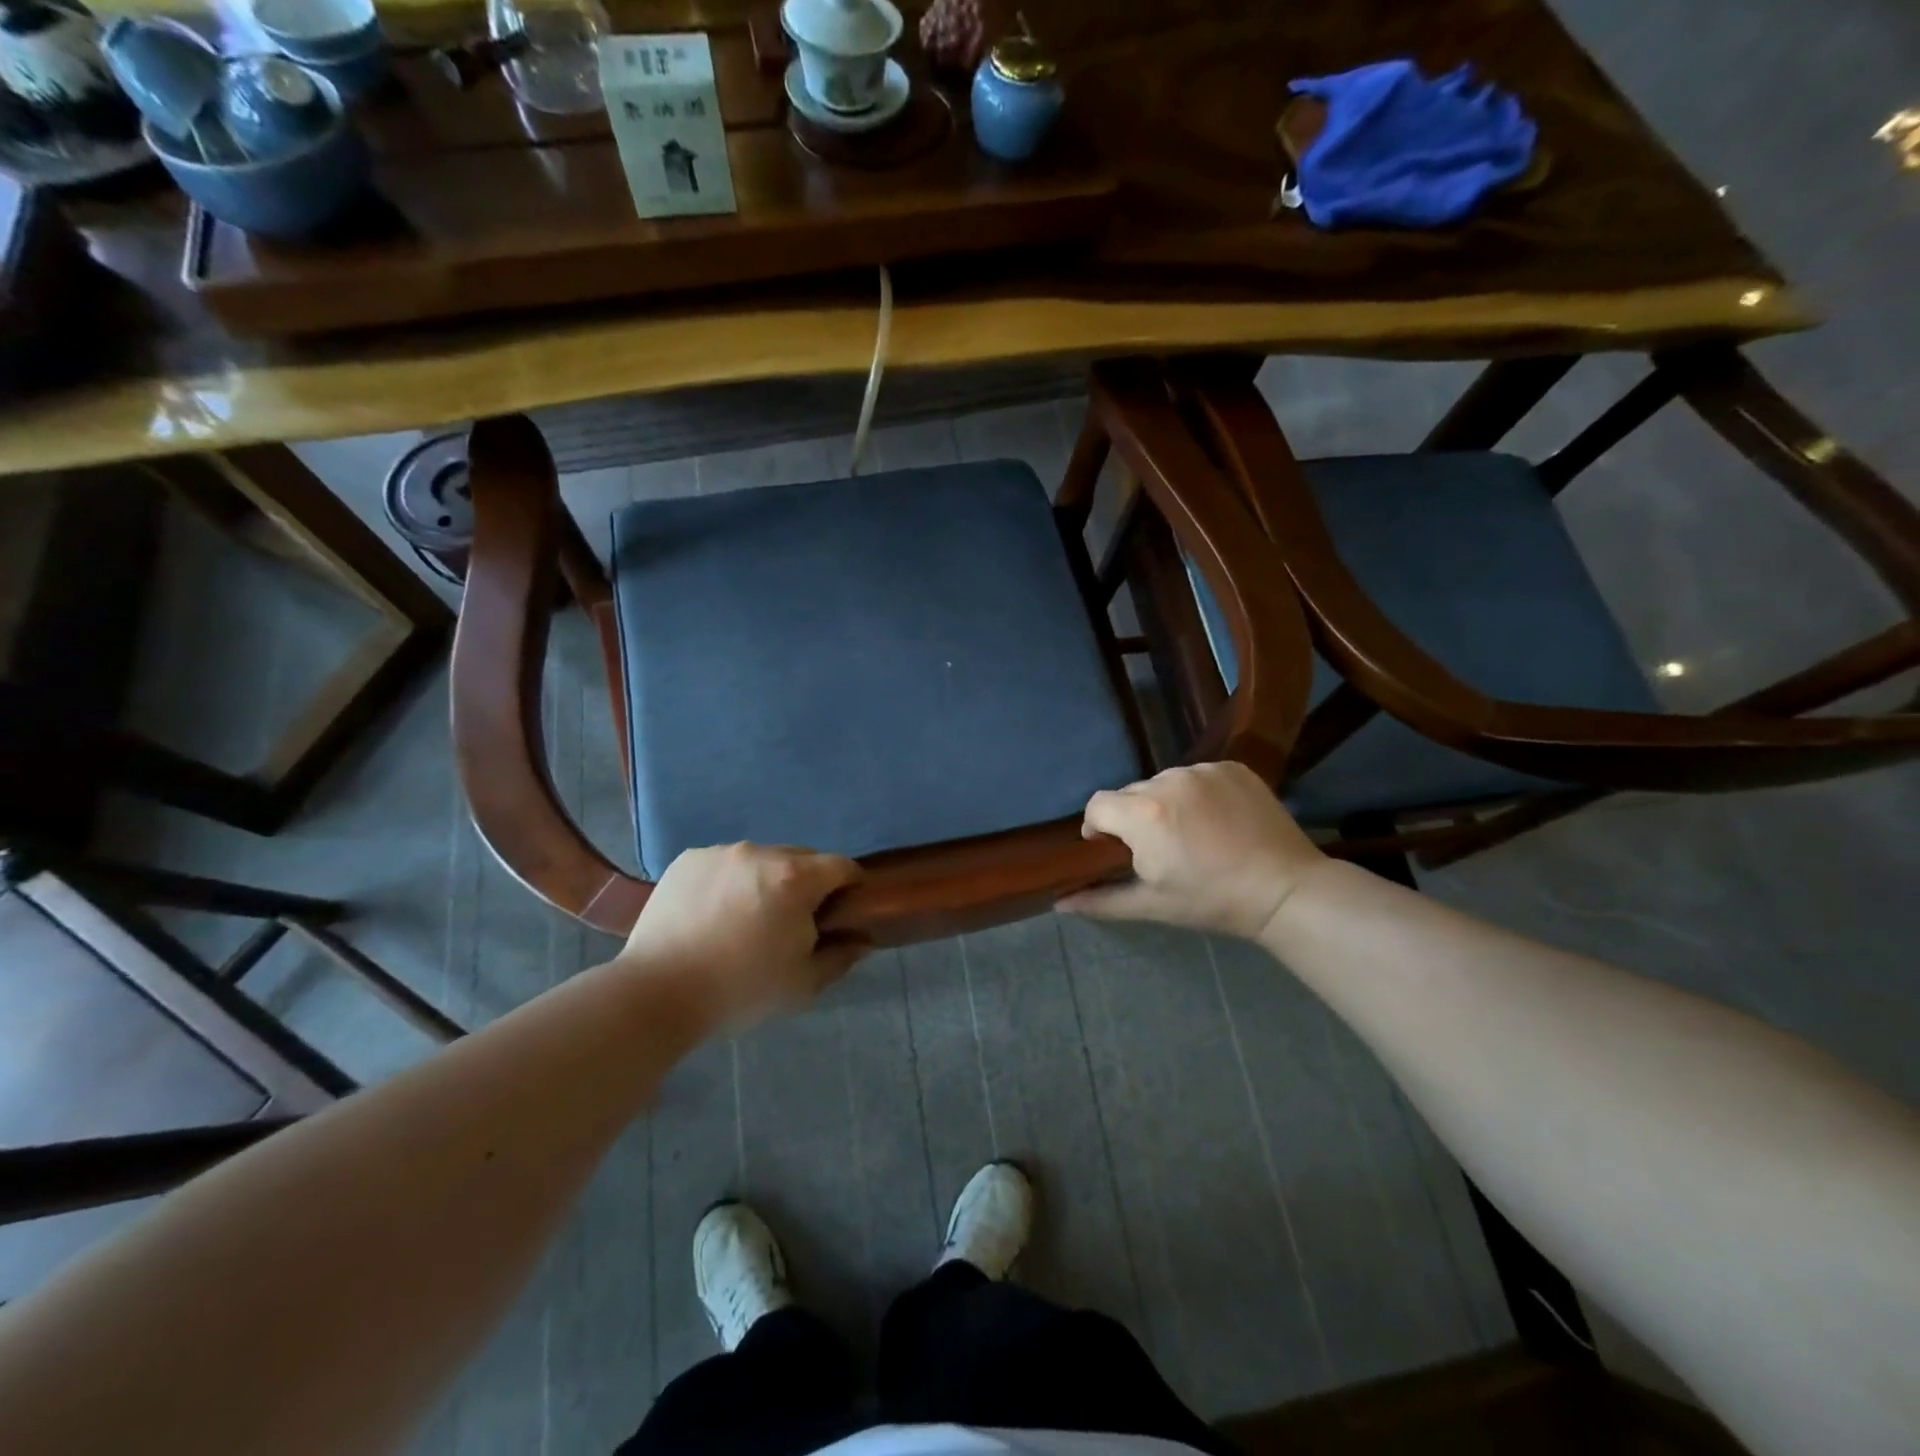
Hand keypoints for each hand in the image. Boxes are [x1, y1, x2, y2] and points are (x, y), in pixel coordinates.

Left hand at [617, 844, 868, 1032]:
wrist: (657, 993)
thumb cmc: (741, 990)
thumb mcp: (803, 984)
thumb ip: (840, 957)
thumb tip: (862, 940)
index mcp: (796, 878)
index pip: (841, 866)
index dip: (849, 887)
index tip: (841, 912)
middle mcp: (761, 853)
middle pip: (801, 859)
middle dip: (806, 885)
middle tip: (791, 923)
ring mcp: (721, 853)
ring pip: (761, 860)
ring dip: (766, 881)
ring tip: (746, 920)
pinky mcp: (688, 860)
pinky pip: (725, 864)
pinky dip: (730, 882)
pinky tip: (714, 915)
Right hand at [1058, 762, 1325, 939]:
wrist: (1287, 889)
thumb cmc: (1212, 900)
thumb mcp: (1153, 905)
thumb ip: (1101, 900)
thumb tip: (1059, 902)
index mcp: (1143, 814)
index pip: (1096, 805)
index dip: (1098, 829)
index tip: (1118, 852)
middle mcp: (1168, 780)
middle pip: (1129, 793)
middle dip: (1133, 818)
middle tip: (1160, 849)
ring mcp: (1203, 770)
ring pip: (1163, 782)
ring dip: (1165, 803)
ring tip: (1192, 833)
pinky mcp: (1232, 766)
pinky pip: (1196, 775)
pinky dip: (1197, 794)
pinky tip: (1217, 819)